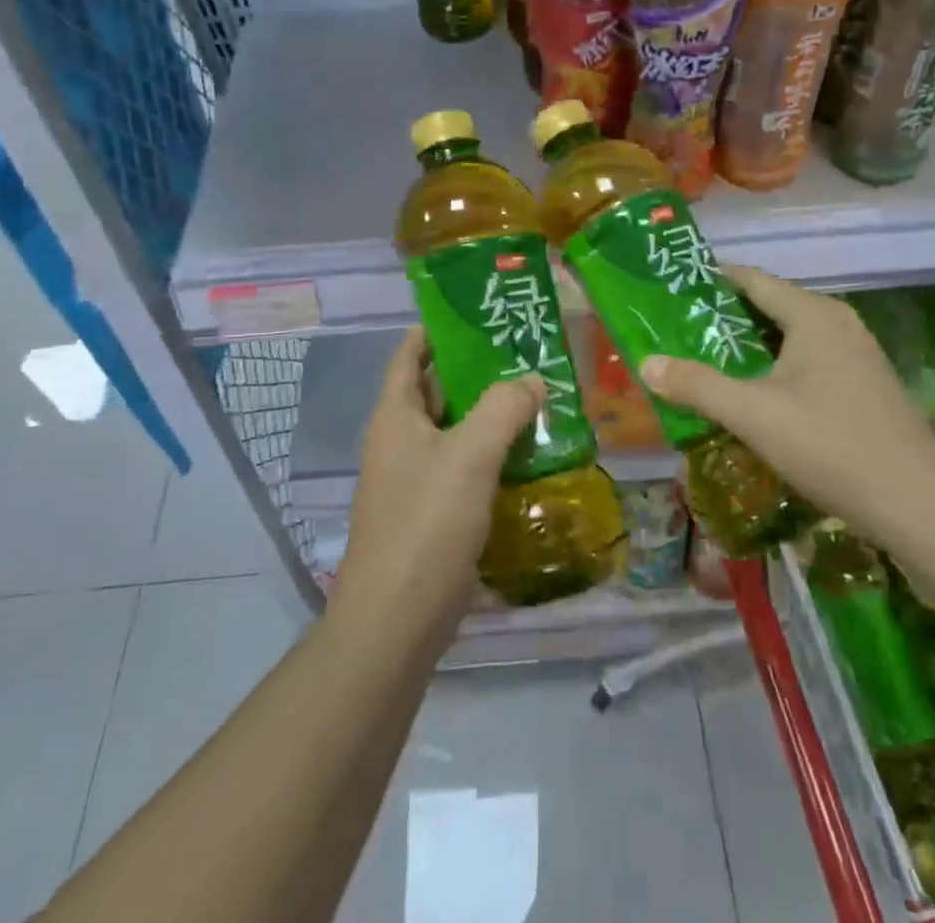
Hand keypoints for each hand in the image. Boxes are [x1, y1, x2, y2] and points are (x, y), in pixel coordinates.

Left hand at [332, 328, 542, 645]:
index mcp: (395, 415)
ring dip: (490, 415)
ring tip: (538, 398)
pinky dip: (491, 454)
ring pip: (454, 431)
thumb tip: (533, 380)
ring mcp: (413, 478)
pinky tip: (528, 455)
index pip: (410, 353)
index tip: (481, 314)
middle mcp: (399, 440)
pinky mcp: (430, 512)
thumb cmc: (426, 524)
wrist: (396, 621)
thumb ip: (504, 409)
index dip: (439, 329)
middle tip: (527, 355)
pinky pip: (463, 467)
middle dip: (478, 371)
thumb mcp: (470, 455)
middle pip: (437, 390)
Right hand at [639, 267, 934, 548]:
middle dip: (724, 319)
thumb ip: (697, 385)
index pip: (752, 279)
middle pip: (770, 307)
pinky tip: (754, 396)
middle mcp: (838, 323)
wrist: (918, 506)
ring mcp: (857, 355)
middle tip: (679, 332)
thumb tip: (646, 363)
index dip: (711, 281)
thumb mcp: (753, 415)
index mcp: (814, 315)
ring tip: (705, 363)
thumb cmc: (831, 445)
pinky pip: (808, 362)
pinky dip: (775, 368)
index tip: (673, 291)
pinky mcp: (864, 386)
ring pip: (790, 338)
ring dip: (749, 348)